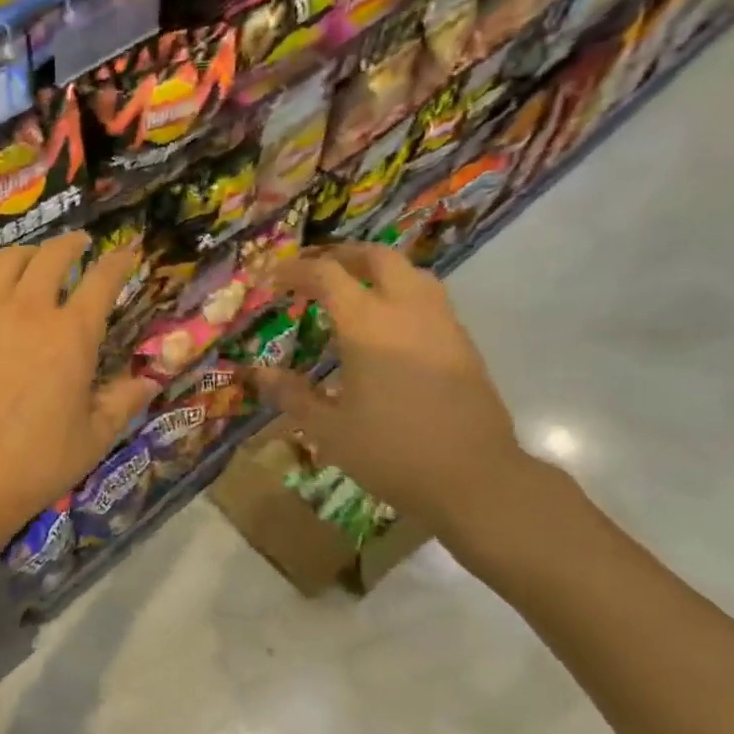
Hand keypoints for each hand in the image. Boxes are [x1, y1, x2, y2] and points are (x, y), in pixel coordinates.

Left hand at [0, 233, 157, 561]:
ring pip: (6, 261)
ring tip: (35, 259)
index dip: (118, 261)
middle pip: (52, 257)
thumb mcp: (93, 438)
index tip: (127, 253)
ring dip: (28, 253)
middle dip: (71, 244)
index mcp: (71, 335)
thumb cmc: (35, 464)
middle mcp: (28, 311)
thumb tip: (149, 380)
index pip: (102, 280)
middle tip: (80, 244)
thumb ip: (123, 401)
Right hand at [252, 244, 528, 529]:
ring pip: (411, 272)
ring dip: (378, 270)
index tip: (274, 279)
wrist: (474, 477)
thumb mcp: (329, 429)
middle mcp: (407, 311)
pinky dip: (401, 293)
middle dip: (343, 255)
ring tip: (354, 289)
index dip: (296, 271)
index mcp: (368, 325)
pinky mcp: (462, 344)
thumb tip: (258, 374)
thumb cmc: (391, 451)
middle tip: (317, 270)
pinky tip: (389, 326)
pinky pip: (428, 299)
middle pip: (377, 257)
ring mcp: (442, 324)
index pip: (328, 276)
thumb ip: (292, 395)